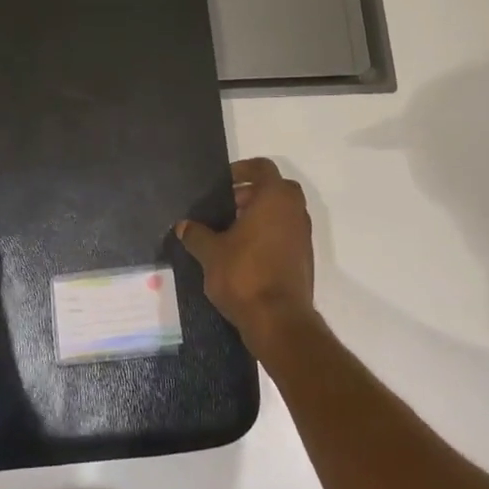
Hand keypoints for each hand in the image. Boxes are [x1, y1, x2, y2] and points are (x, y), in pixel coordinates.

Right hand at [177, 157, 316, 353]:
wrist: (279, 321)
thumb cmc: (244, 275)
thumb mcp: (210, 253)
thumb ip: (196, 234)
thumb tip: (183, 226)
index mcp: (275, 198)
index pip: (262, 167)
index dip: (242, 169)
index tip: (223, 183)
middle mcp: (295, 211)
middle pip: (275, 188)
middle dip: (251, 193)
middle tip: (226, 206)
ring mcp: (303, 236)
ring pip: (283, 212)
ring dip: (260, 215)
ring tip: (231, 232)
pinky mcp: (305, 259)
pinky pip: (286, 234)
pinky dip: (269, 235)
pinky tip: (245, 254)